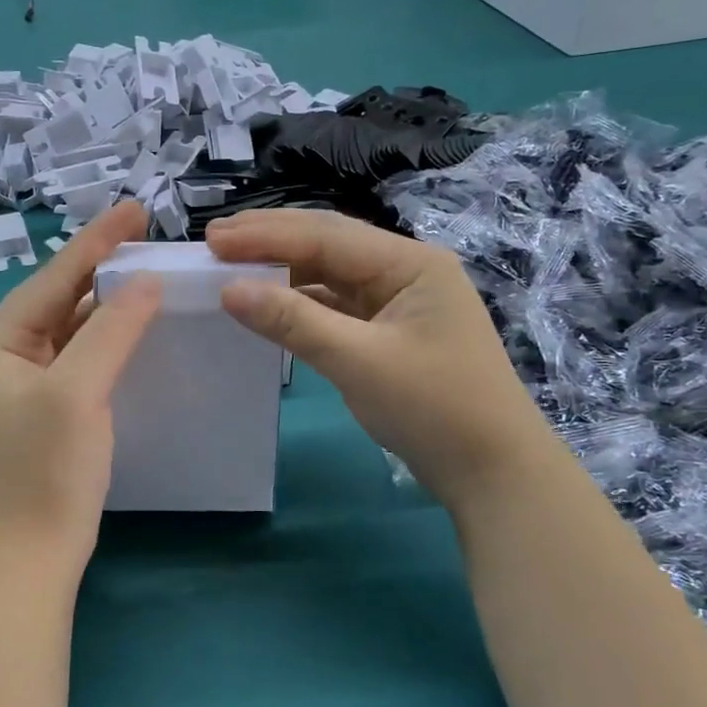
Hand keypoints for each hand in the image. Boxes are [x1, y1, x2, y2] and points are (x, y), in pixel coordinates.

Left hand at [0, 203, 160, 569]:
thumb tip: (146, 280)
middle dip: (104, 268)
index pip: (55, 277)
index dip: (98, 240)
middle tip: (151, 239)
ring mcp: (28, 384)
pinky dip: (111, 340)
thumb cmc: (44, 471)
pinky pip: (83, 358)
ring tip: (152, 275)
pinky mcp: (50, 410)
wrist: (27, 556)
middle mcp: (8, 354)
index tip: (137, 208)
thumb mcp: (77, 392)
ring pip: (75, 328)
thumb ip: (111, 330)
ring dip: (110, 304)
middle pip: (63, 298)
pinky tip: (140, 331)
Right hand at [206, 209, 557, 508]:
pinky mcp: (390, 330)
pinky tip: (270, 303)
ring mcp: (399, 300)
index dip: (267, 234)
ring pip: (330, 273)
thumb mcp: (359, 362)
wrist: (493, 471)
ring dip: (283, 270)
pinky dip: (301, 301)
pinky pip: (337, 304)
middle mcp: (406, 270)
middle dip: (270, 240)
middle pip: (328, 243)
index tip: (213, 239)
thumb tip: (228, 289)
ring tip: (232, 267)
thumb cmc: (435, 410)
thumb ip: (293, 321)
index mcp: (411, 263)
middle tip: (213, 242)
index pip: (327, 236)